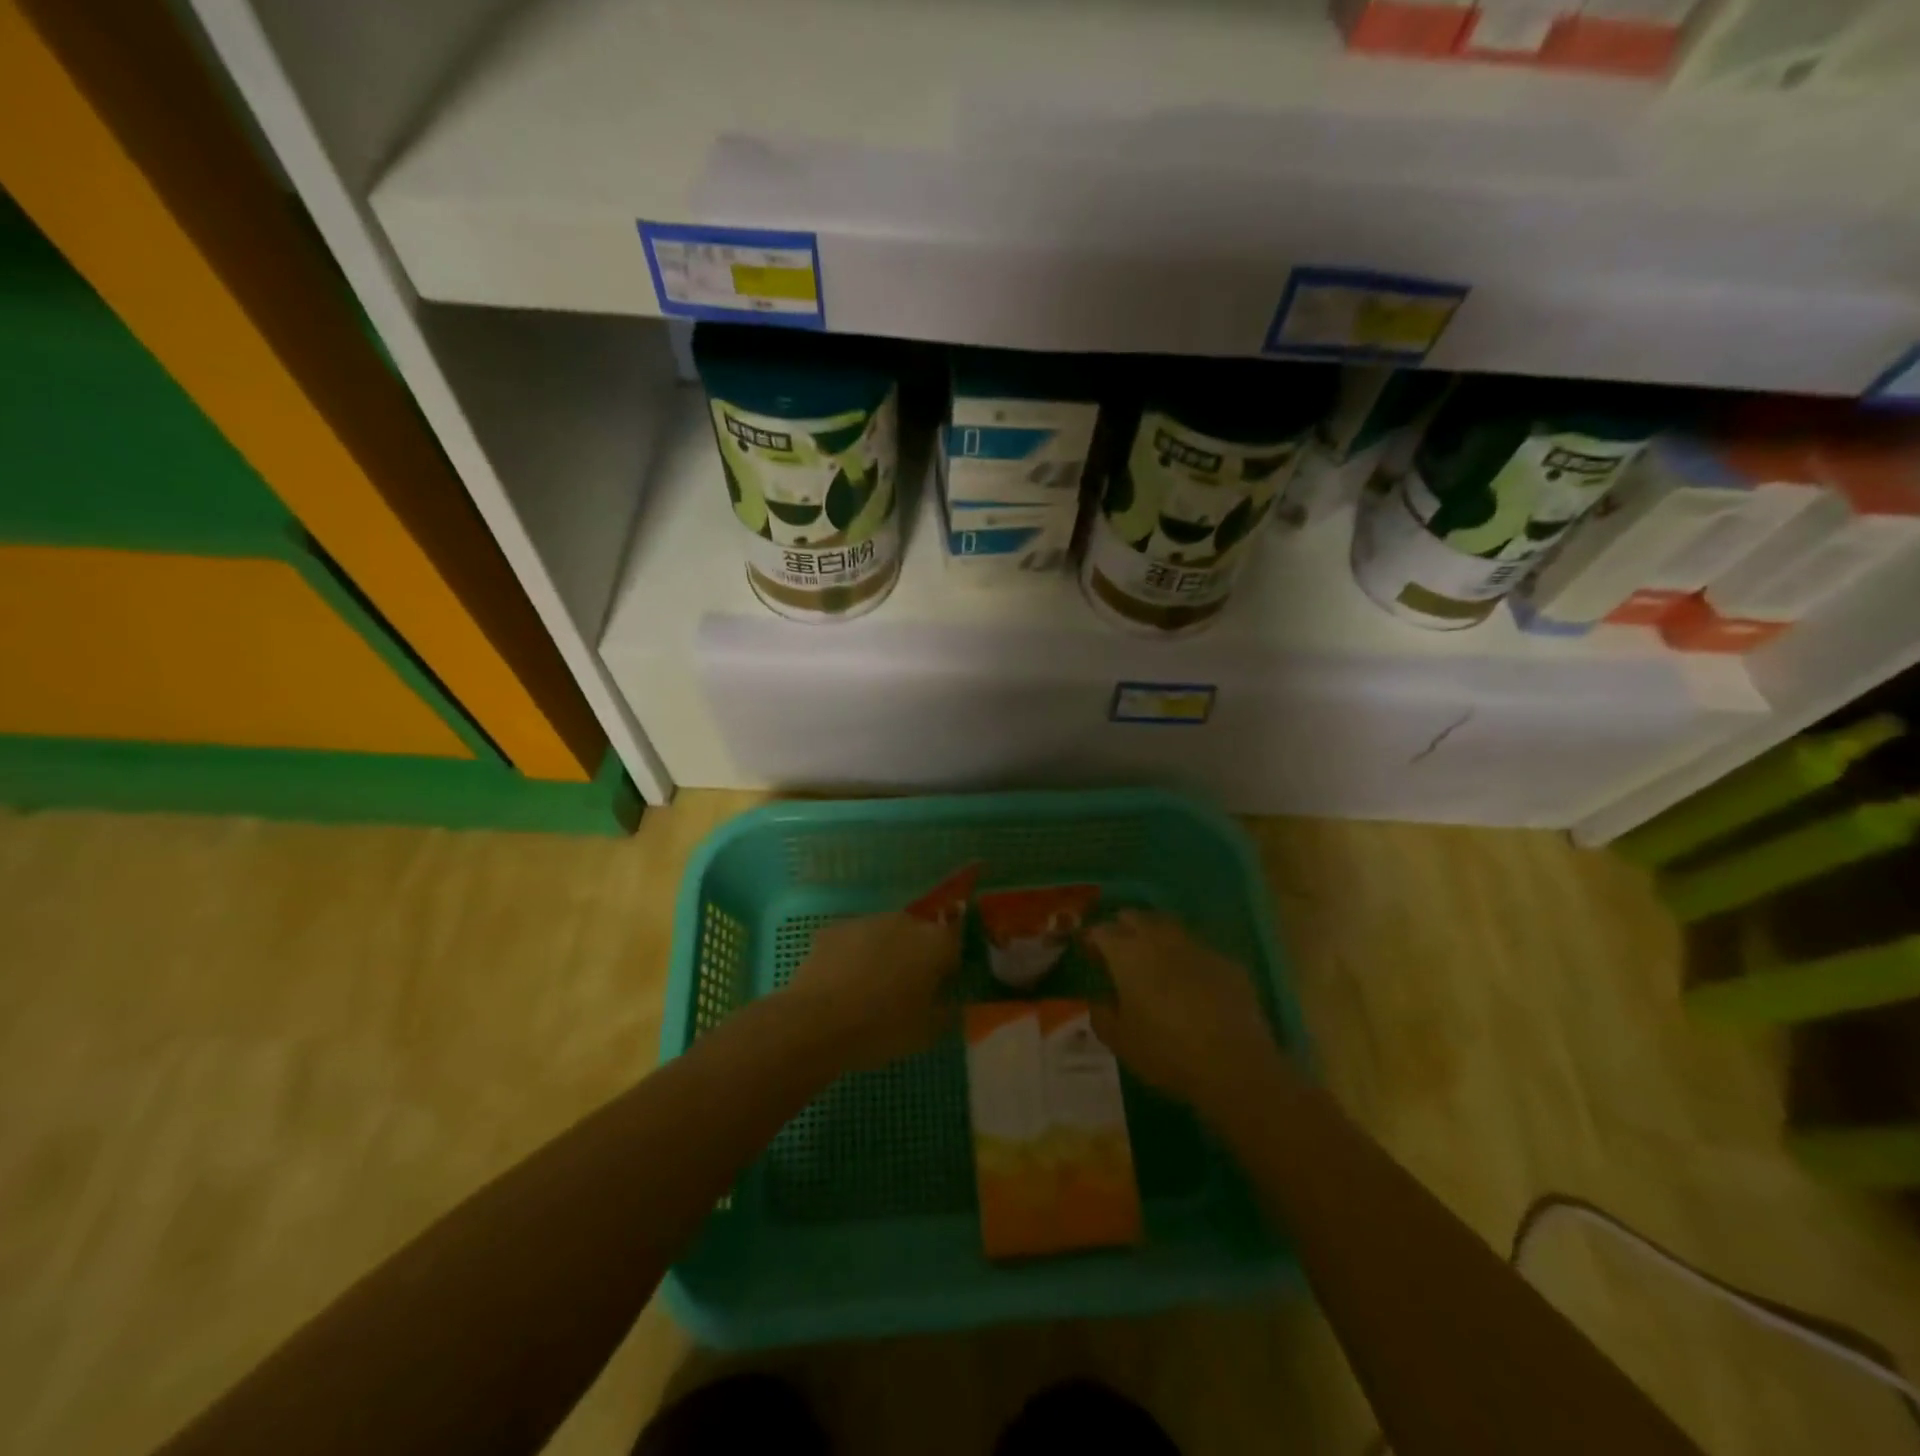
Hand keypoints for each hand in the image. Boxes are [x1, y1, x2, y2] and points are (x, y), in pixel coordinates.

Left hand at [782, 912, 960, 1071]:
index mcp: (934, 943)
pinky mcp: (835, 928)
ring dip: (884, 953)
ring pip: (885, 935)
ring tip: (870, 988)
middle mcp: (904, 922)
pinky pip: (854, 941)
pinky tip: (842, 984)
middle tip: (905, 990)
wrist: (817, 1023)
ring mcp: (867, 921)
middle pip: (918, 934)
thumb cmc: (882, 1029)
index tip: (940, 986)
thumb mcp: (926, 1032)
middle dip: (916, 956)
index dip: (949, 964)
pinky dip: (853, 956)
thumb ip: (945, 1011)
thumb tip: (948, 1001)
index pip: (955, 942)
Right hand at [1083, 910, 1285, 1116]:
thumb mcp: (1120, 1041)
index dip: (1092, 941)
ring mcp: (1195, 946)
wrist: (1235, 1065)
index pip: (1101, 931)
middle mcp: (1159, 938)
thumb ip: (1102, 1015)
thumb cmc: (1165, 1052)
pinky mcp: (1225, 960)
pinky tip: (1191, 982)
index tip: (1091, 956)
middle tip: (1120, 954)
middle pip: (1134, 917)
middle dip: (1123, 929)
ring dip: (1155, 937)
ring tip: (1154, 962)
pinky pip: (1197, 949)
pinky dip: (1186, 958)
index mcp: (1127, 953)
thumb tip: (1100, 1001)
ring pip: (1167, 927)